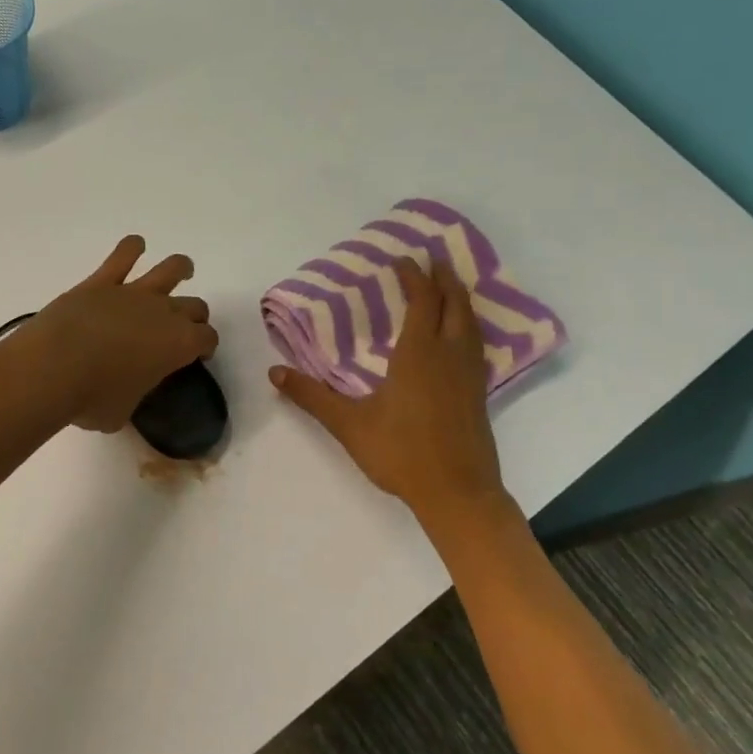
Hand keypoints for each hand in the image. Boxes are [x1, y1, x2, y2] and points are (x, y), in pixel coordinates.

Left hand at [21, 236, 218, 432]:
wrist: (53, 367)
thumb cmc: (92, 399)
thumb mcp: (122, 413)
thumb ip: (133, 395)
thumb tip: (123, 392)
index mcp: (178, 346)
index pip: (206, 339)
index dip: (205, 346)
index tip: (198, 354)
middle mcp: (163, 313)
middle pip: (194, 306)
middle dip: (194, 316)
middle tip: (184, 326)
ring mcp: (133, 293)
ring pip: (170, 270)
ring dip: (179, 269)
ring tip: (182, 270)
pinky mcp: (101, 282)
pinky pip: (123, 255)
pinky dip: (131, 248)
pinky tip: (135, 246)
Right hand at [270, 257, 511, 536]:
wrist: (457, 494)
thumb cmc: (401, 453)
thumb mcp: (348, 424)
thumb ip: (311, 396)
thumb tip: (273, 372)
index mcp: (419, 355)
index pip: (422, 301)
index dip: (415, 277)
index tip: (403, 259)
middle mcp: (449, 356)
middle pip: (455, 304)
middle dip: (445, 278)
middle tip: (434, 259)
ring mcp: (469, 375)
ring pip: (471, 323)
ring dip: (460, 298)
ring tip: (449, 286)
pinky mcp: (478, 393)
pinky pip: (476, 343)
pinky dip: (468, 324)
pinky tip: (459, 335)